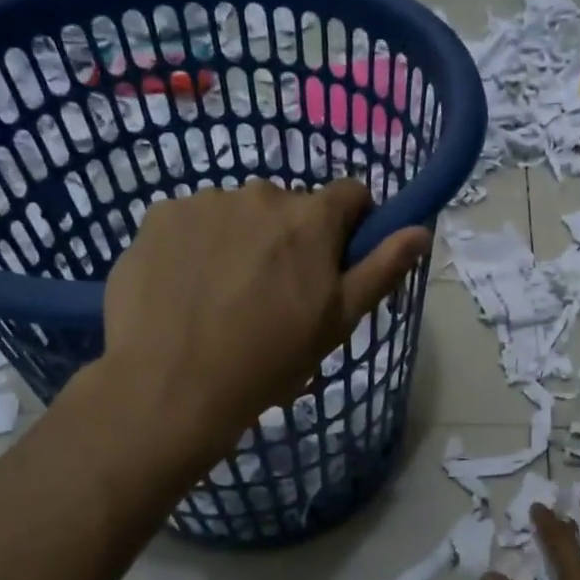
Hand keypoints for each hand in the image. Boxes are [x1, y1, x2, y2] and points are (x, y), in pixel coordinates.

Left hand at [95, 179, 429, 448]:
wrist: (173, 386)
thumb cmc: (270, 359)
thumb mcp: (339, 321)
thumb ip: (382, 268)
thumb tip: (420, 229)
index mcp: (310, 217)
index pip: (351, 194)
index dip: (352, 226)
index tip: (336, 264)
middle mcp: (259, 193)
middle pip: (290, 207)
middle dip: (291, 239)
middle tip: (276, 295)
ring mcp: (203, 202)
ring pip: (238, 214)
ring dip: (242, 241)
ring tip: (225, 297)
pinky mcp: (158, 218)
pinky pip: (192, 223)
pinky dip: (197, 247)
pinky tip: (187, 290)